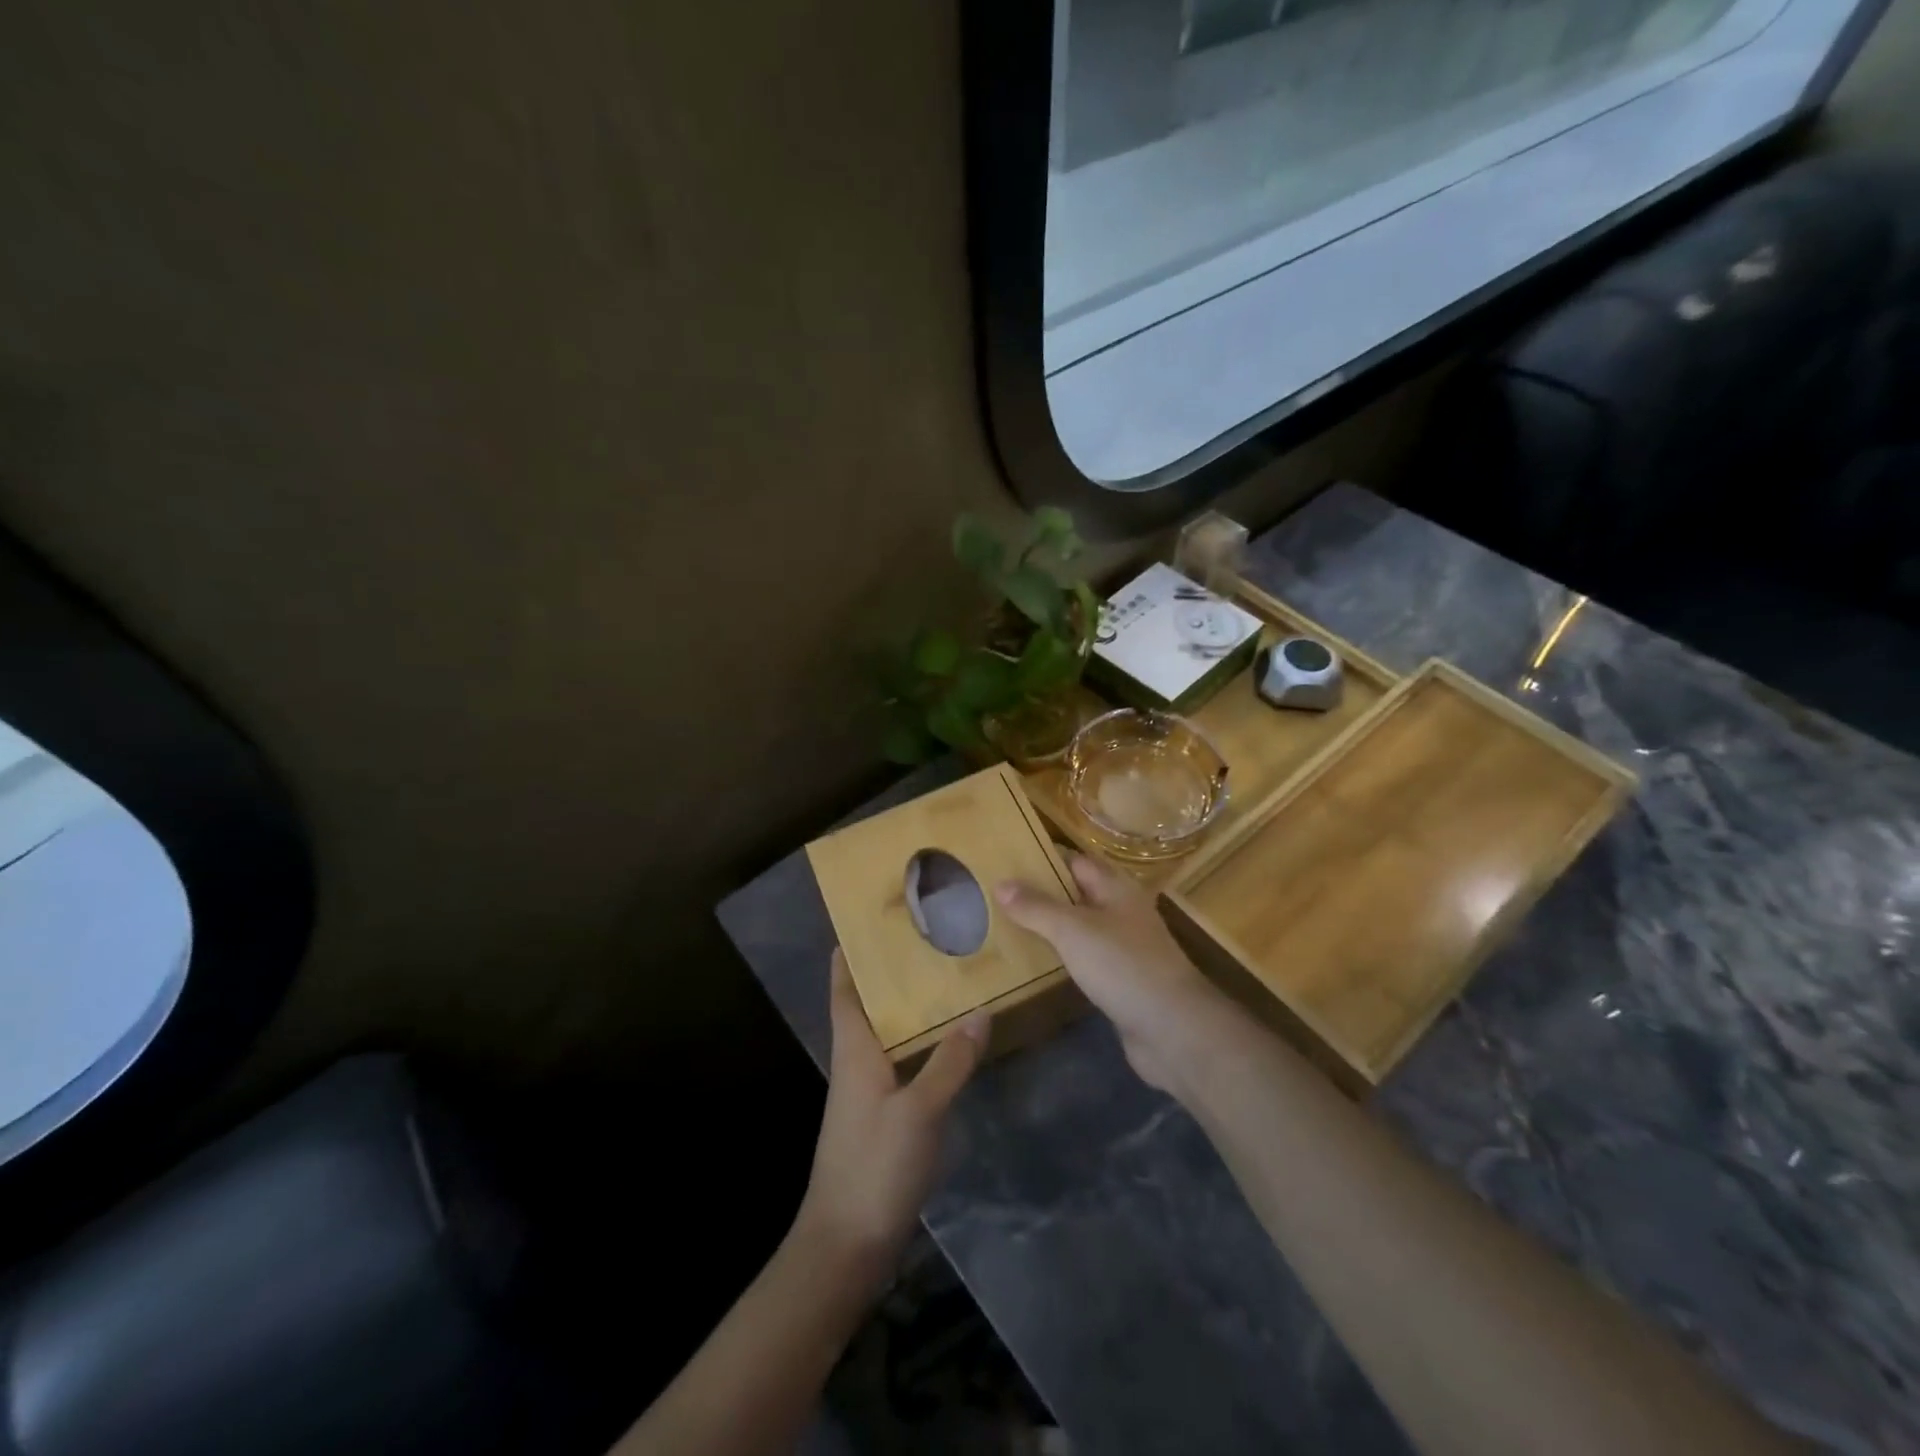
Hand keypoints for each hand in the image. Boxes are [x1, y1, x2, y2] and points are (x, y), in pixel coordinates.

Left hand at [795, 951, 987, 1285]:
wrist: (846, 1245)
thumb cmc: (873, 1166)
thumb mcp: (918, 1111)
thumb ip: (949, 1062)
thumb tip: (979, 1011)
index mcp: (854, 1050)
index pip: (844, 989)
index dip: (850, 954)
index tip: (870, 920)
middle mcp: (857, 1063)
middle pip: (869, 1005)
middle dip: (892, 973)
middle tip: (930, 939)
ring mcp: (868, 1092)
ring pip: (888, 1034)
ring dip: (910, 1008)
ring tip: (948, 979)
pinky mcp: (882, 1117)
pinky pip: (902, 1063)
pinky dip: (922, 1044)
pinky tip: (951, 1044)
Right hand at [995, 852, 1237, 1094]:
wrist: (1174, 1030)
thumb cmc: (1123, 965)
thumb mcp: (1073, 930)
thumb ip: (1037, 907)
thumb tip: (1001, 883)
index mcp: (1116, 888)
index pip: (1074, 861)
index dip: (1043, 858)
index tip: (1006, 859)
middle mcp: (1121, 912)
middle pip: (1076, 894)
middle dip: (1040, 894)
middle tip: (995, 895)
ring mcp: (1123, 948)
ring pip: (1078, 928)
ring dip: (1048, 928)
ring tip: (1004, 926)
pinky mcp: (1120, 981)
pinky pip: (1083, 960)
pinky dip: (1060, 958)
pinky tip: (1034, 963)